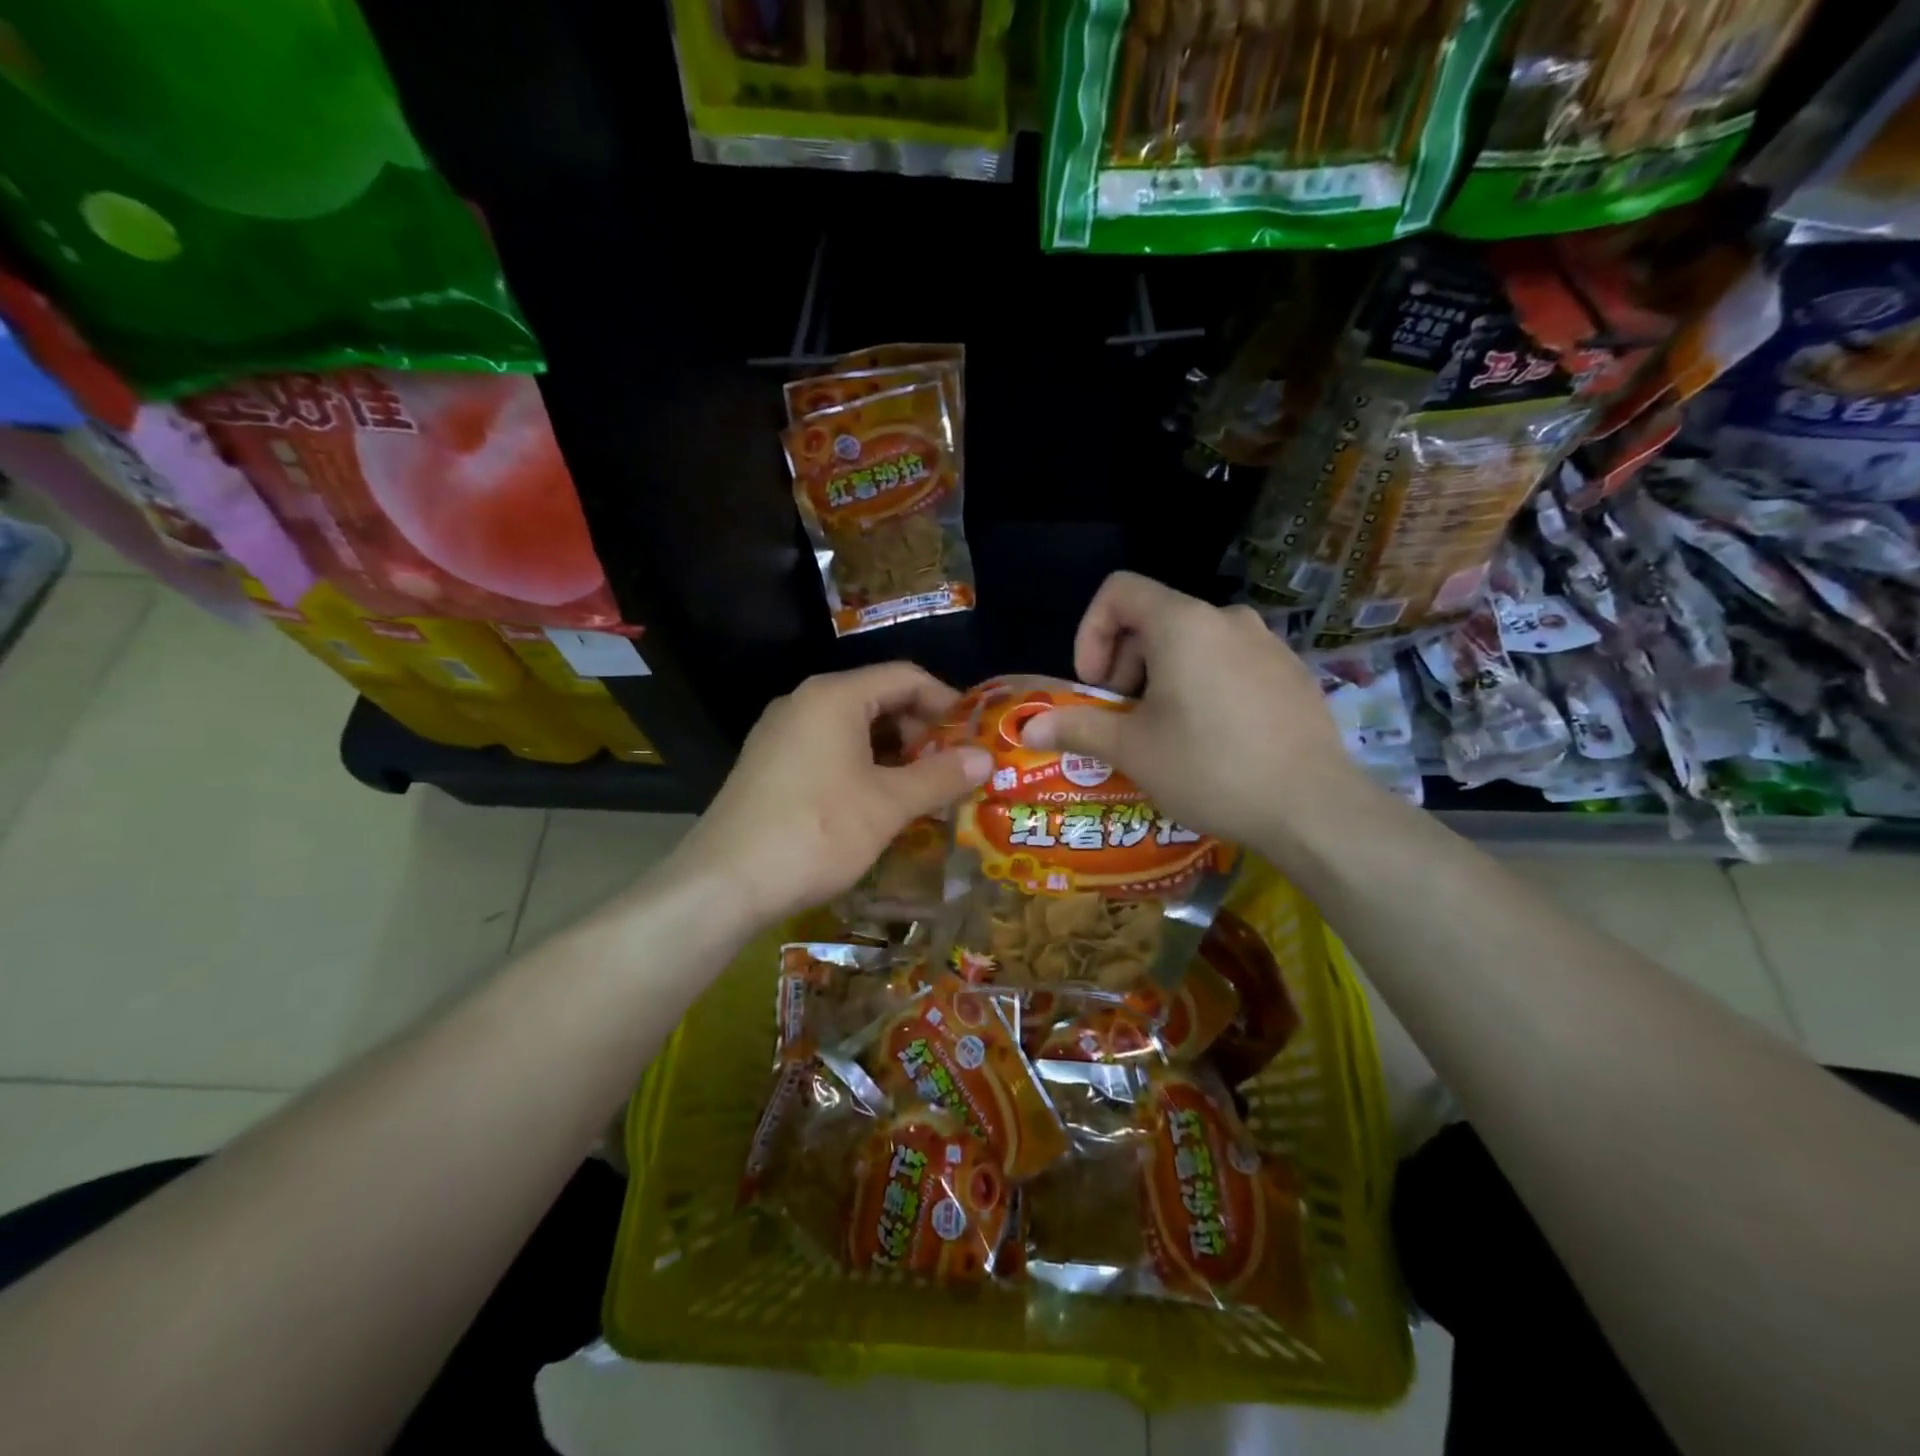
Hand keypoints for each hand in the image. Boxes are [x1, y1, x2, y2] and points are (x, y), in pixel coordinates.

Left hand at [670, 663, 992, 924]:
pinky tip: (878, 804)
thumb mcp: (888, 805)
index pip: (905, 677)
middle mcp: (804, 703)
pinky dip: (862, 768)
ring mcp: (781, 734)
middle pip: (878, 699)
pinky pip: (828, 751)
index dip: (947, 702)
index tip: (974, 737)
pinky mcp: (769, 765)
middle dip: (921, 732)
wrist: (724, 883)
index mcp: (834, 696)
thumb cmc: (817, 831)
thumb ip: (940, 776)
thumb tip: (986, 758)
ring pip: (853, 729)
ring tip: (923, 791)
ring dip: (894, 754)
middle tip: (951, 770)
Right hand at [1023, 572, 1364, 850]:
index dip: (1092, 632)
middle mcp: (1228, 619)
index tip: (1096, 685)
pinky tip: (1213, 740)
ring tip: (1166, 734)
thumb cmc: (1210, 768)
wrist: (1313, 807)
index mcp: (1184, 624)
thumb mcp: (1133, 750)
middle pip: (1155, 619)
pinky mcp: (1292, 673)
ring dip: (1163, 678)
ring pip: (1194, 644)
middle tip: (1125, 719)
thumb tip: (1027, 729)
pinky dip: (1204, 686)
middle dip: (1126, 664)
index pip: (1119, 591)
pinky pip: (1231, 663)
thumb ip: (1077, 728)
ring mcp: (1268, 644)